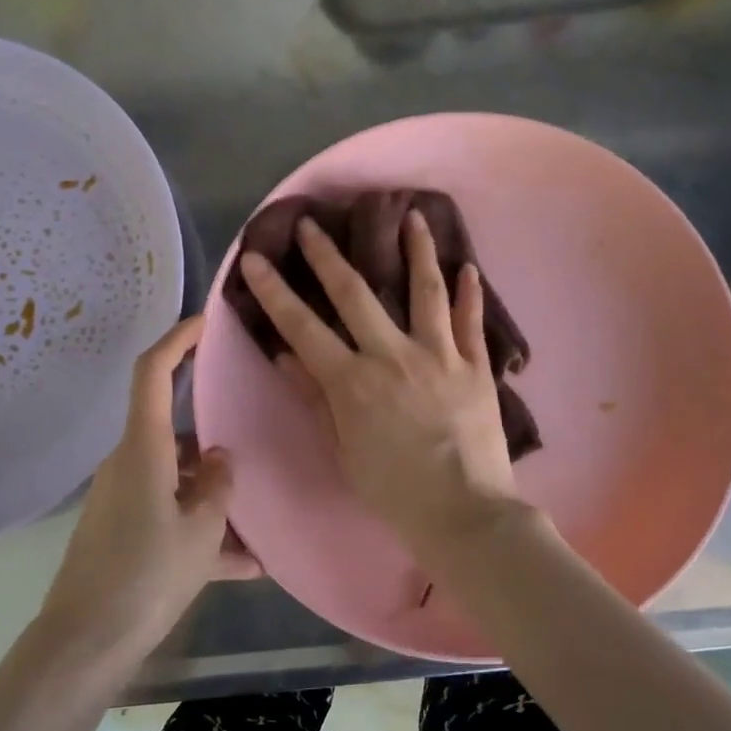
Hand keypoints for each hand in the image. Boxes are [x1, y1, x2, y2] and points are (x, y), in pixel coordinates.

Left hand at [39, 317, 260, 659]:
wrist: (85, 644)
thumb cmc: (146, 577)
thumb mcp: (201, 532)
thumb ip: (218, 487)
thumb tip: (220, 460)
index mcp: (143, 450)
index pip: (152, 373)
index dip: (177, 340)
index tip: (206, 322)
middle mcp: (129, 464)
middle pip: (174, 434)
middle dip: (214, 443)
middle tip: (257, 449)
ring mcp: (124, 498)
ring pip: (179, 481)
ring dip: (214, 500)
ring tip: (258, 533)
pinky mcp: (123, 530)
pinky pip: (170, 516)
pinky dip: (201, 533)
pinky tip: (243, 568)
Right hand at [236, 210, 520, 547]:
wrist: (464, 513)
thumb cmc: (393, 491)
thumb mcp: (342, 450)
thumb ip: (316, 399)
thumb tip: (287, 355)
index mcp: (352, 382)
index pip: (302, 327)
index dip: (275, 291)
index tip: (255, 258)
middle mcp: (393, 356)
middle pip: (356, 294)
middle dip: (329, 255)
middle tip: (314, 222)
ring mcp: (439, 356)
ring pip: (425, 291)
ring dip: (417, 251)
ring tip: (414, 216)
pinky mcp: (475, 367)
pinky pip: (471, 323)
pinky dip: (471, 295)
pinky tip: (470, 268)